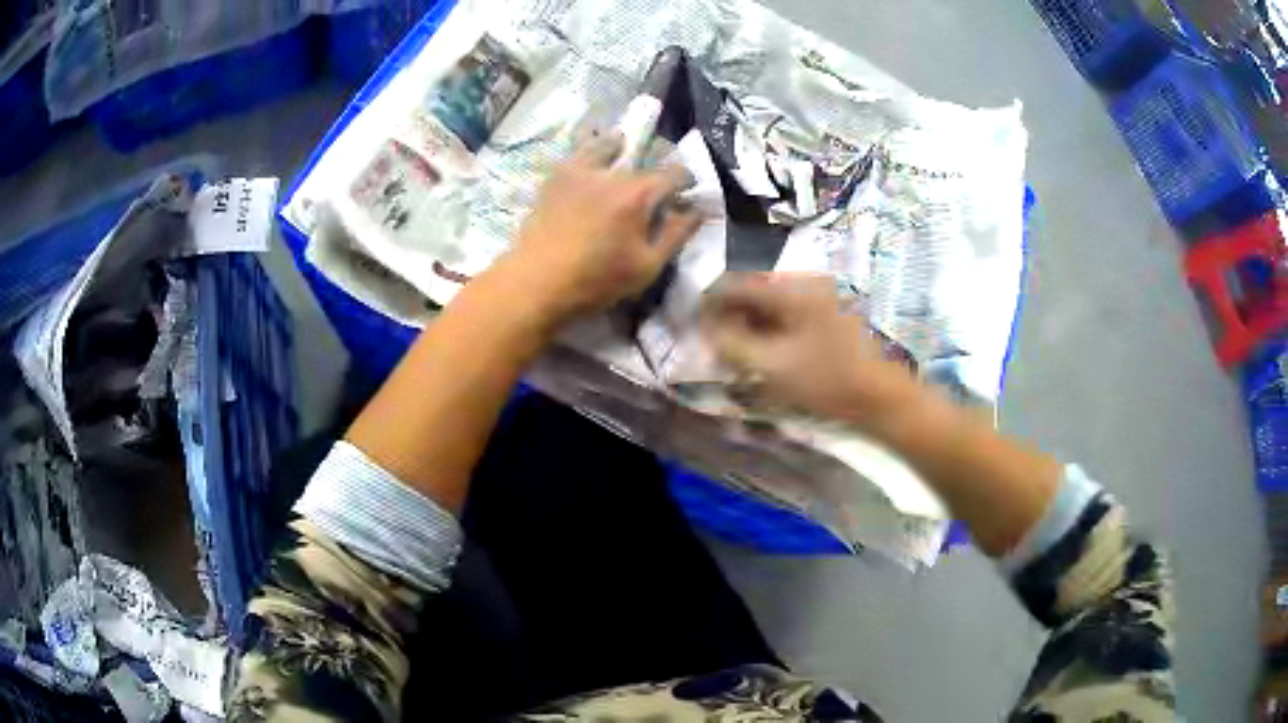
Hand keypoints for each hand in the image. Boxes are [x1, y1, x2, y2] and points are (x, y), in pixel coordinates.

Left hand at [496, 132, 702, 326]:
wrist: (537, 282)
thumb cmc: (597, 280)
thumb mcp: (648, 266)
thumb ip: (676, 234)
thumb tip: (698, 210)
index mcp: (638, 194)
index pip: (674, 174)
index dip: (687, 181)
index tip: (687, 193)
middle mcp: (611, 173)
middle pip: (642, 158)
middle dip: (655, 168)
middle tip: (655, 184)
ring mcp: (579, 171)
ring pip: (606, 144)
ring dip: (620, 146)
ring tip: (622, 150)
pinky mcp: (555, 178)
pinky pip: (577, 153)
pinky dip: (590, 150)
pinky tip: (592, 160)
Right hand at [701, 273, 922, 430]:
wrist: (883, 397)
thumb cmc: (828, 381)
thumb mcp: (773, 366)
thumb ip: (732, 345)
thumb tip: (707, 328)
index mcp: (792, 288)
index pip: (735, 284)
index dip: (709, 304)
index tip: (695, 328)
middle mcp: (805, 283)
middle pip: (753, 292)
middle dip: (731, 318)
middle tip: (718, 348)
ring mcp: (820, 298)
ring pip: (770, 306)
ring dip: (750, 327)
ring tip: (740, 356)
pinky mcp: (829, 315)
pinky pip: (788, 316)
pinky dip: (771, 332)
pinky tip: (767, 355)